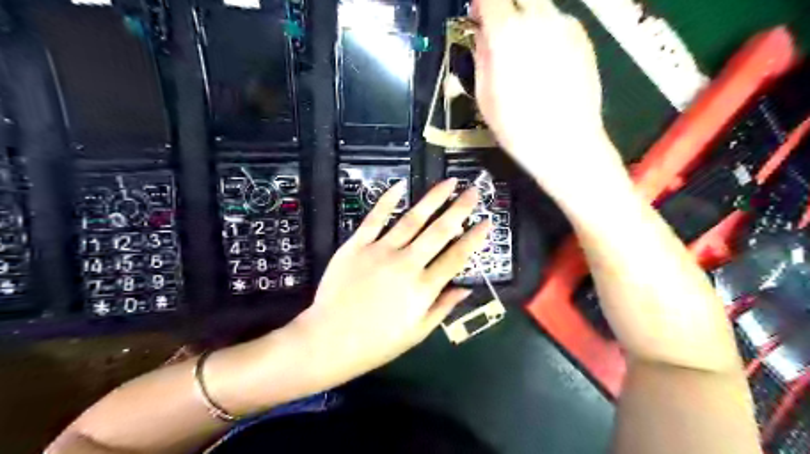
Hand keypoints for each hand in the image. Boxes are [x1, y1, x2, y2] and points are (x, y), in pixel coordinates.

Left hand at [285, 180, 490, 390]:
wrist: (329, 340)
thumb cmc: (377, 342)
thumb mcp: (417, 333)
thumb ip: (443, 307)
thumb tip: (466, 288)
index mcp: (423, 287)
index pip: (457, 256)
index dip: (475, 238)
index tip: (488, 221)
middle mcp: (406, 263)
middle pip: (439, 231)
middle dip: (460, 209)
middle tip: (473, 190)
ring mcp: (380, 251)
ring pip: (412, 219)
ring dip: (432, 199)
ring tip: (448, 183)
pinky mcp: (356, 245)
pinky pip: (374, 219)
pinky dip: (387, 201)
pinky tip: (400, 185)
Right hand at [472, 0, 621, 199]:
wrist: (566, 143)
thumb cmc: (517, 127)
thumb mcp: (484, 96)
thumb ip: (481, 57)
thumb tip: (482, 36)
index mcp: (507, 34)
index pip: (489, 0)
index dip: (480, 6)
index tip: (476, 17)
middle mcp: (538, 20)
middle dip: (505, 9)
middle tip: (500, 33)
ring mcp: (565, 27)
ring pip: (541, 8)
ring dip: (527, 20)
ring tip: (524, 52)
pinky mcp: (584, 39)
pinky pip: (559, 23)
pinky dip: (547, 33)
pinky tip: (546, 62)